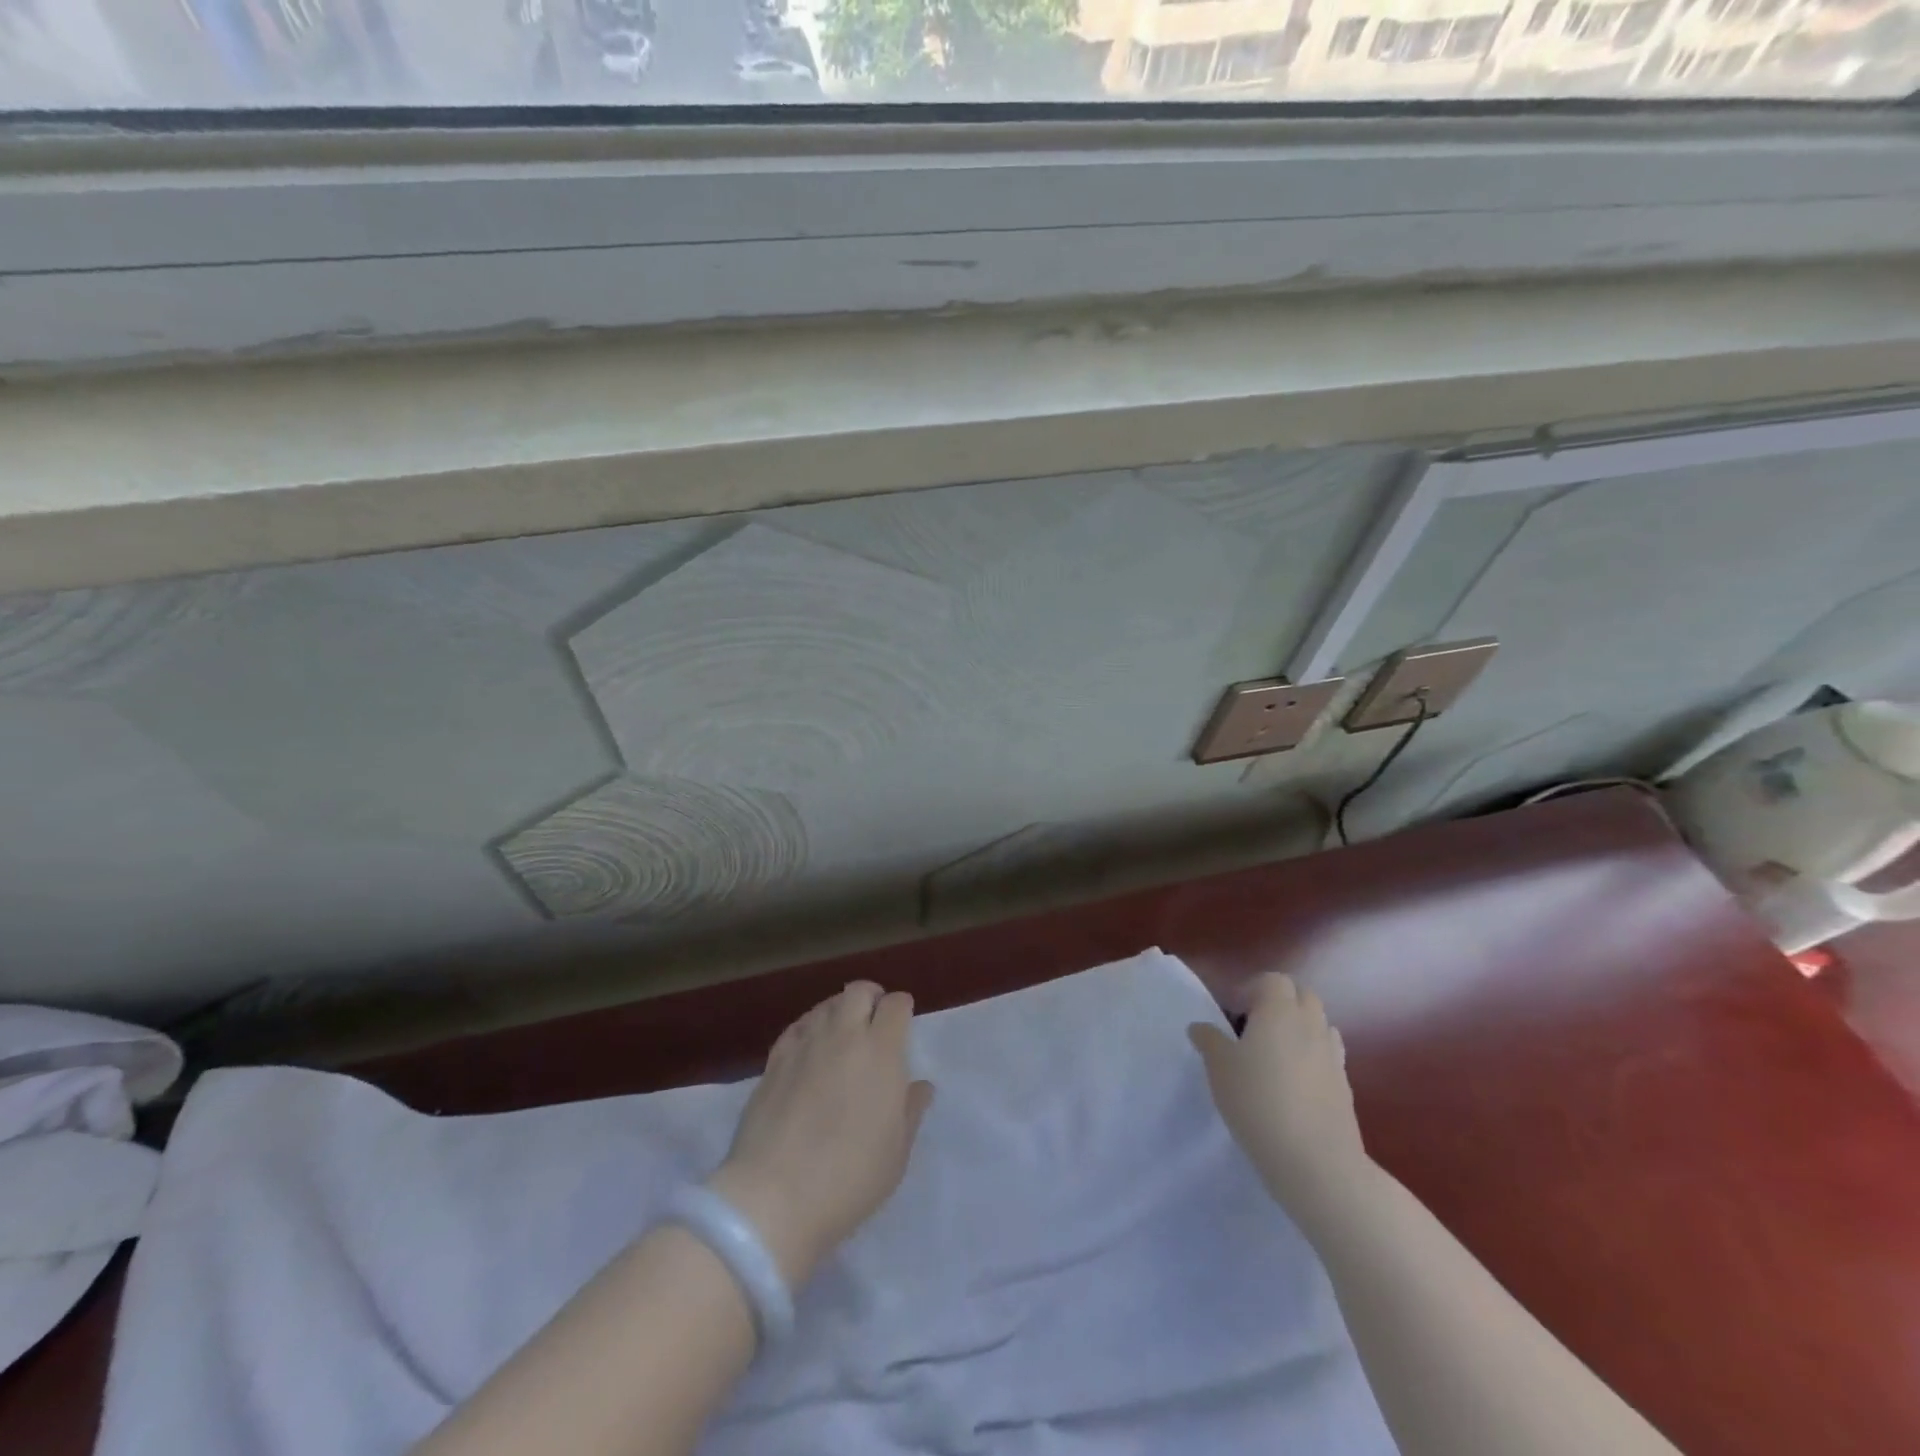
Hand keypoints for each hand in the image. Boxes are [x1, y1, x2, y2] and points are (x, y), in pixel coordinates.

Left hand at [707, 982, 933, 1286]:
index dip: (902, 1008)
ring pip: (826, 1005)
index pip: (895, 1005)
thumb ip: (910, 1111)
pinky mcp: (774, 1060)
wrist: (774, 1197)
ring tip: (842, 1036)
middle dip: (871, 998)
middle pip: (858, 991)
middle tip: (874, 1022)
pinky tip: (810, 1051)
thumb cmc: (849, 1178)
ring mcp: (805, 1045)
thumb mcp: (896, 1153)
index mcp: (881, 1052)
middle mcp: (843, 1036)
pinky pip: (797, 1027)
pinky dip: (809, 1029)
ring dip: (839, 1011)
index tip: (903, 1025)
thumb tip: (920, 1086)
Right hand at [1190, 974, 1369, 1223]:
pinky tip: (1293, 1084)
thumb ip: (1209, 1041)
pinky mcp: (1345, 1086)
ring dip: (1298, 1028)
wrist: (1316, 1161)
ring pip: (1319, 1024)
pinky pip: (1327, 1055)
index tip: (1232, 1014)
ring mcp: (1333, 1055)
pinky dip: (1312, 1057)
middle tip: (1252, 1027)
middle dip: (1279, 1003)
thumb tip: (1200, 1026)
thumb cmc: (1258, 1102)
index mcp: (1279, 1011)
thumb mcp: (1219, 1068)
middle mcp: (1311, 1024)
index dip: (1251, 990)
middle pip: (1302, 995)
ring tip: (1274, 1055)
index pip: (1272, 980)